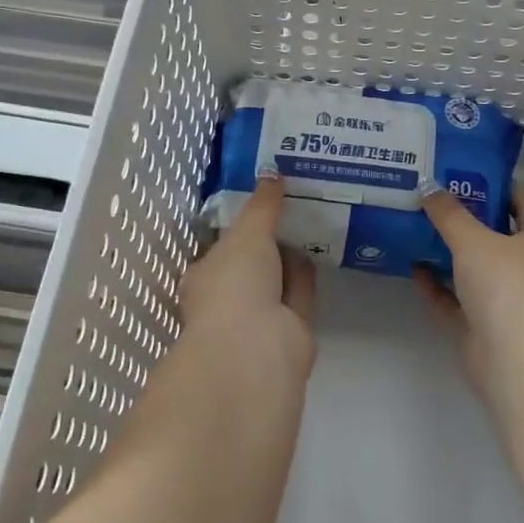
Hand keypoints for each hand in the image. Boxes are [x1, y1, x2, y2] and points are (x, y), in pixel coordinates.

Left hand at [179, 175, 316, 385]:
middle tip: (291, 204)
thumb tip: (272, 172)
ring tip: (310, 218)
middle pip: (252, 264)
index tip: (262, 199)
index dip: (240, 224)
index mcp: (204, 277)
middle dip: (269, 239)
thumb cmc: (234, 285)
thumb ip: (262, 205)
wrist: (256, 350)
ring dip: (289, 255)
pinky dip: (306, 274)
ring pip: (277, 280)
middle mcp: (229, 299)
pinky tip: (318, 248)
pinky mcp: (291, 333)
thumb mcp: (247, 233)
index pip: (221, 247)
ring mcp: (260, 319)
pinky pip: (299, 294)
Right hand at [416, 181, 523, 400]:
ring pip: (474, 268)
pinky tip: (413, 266)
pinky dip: (437, 285)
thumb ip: (449, 213)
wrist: (514, 359)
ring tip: (417, 226)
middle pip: (496, 234)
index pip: (523, 200)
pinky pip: (456, 299)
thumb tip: (427, 185)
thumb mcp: (473, 240)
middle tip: (432, 195)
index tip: (464, 169)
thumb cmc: (506, 286)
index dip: (497, 183)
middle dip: (466, 217)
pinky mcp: (483, 327)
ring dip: (449, 251)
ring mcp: (506, 299)